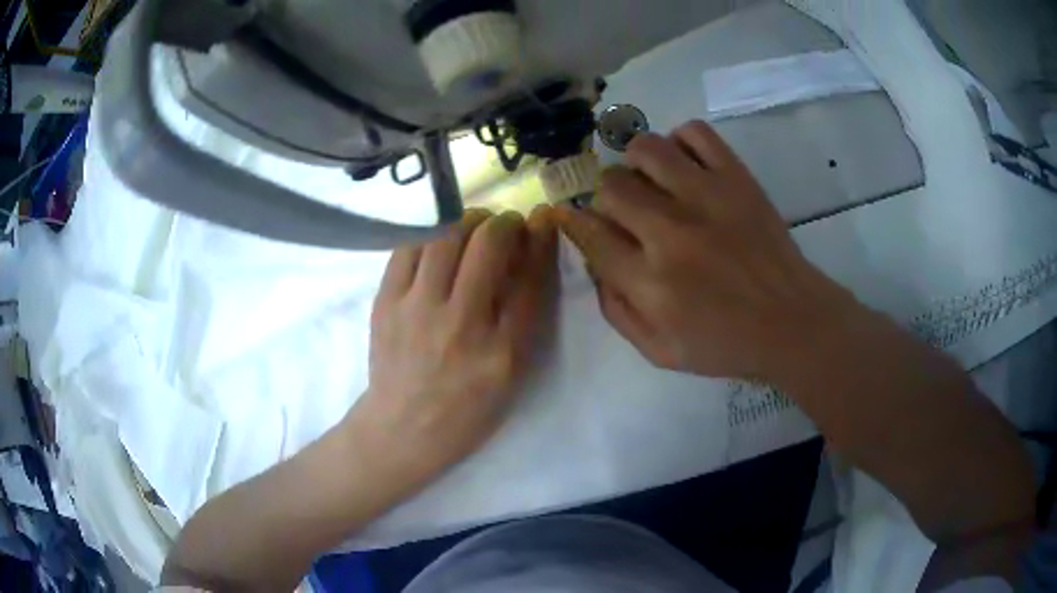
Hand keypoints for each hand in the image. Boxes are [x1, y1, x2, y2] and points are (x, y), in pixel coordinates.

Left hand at [347, 207, 557, 484]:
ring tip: (474, 226)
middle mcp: (461, 324)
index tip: (541, 220)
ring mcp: (417, 310)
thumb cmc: (467, 409)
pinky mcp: (385, 302)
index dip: (540, 238)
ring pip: (447, 235)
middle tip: (505, 226)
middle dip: (504, 222)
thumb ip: (525, 319)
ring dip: (468, 219)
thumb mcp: (512, 376)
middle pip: (488, 244)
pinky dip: (432, 231)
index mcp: (503, 351)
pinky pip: (410, 245)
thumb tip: (527, 255)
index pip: (531, 277)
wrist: (403, 427)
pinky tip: (440, 238)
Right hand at [556, 121, 861, 379]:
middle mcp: (671, 232)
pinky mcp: (737, 178)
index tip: (579, 220)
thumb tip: (594, 263)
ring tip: (652, 182)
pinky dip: (681, 141)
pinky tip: (686, 166)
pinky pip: (695, 133)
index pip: (589, 233)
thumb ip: (617, 310)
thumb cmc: (727, 344)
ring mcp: (707, 197)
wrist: (793, 323)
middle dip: (607, 199)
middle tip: (626, 212)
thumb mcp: (659, 352)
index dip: (575, 223)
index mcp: (650, 283)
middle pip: (611, 187)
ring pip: (645, 149)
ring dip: (637, 164)